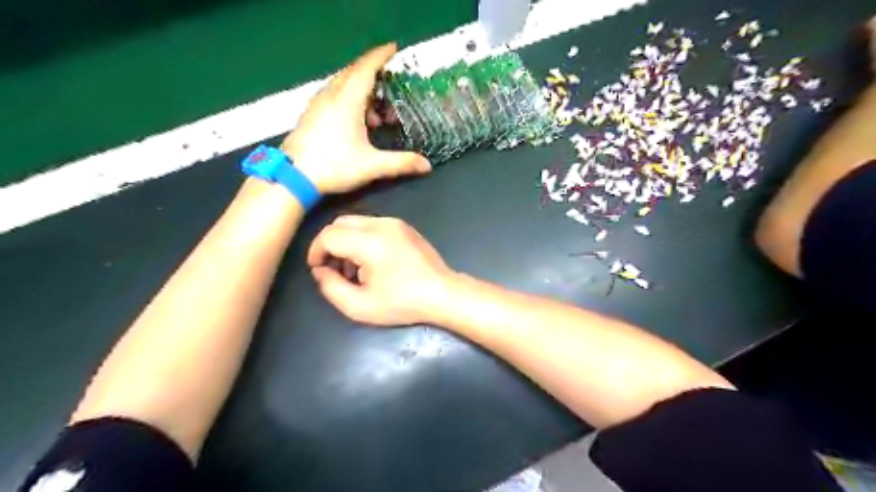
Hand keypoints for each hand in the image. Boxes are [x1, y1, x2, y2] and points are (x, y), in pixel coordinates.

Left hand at [280, 43, 429, 192]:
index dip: (381, 56)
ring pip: (343, 84)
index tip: (394, 48)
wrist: (293, 176)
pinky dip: (350, 99)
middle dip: (374, 75)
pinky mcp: (311, 113)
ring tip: (377, 116)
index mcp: (347, 100)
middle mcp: (331, 95)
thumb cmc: (333, 166)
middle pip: (354, 72)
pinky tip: (357, 122)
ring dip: (363, 91)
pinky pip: (334, 94)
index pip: (366, 68)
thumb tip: (427, 166)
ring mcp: (318, 103)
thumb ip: (401, 163)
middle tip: (391, 89)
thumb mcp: (371, 166)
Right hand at [307, 216, 454, 325]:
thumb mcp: (360, 306)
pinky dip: (362, 238)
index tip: (318, 270)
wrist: (442, 293)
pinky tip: (371, 261)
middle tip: (334, 269)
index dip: (316, 252)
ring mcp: (395, 223)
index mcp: (369, 241)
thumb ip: (331, 287)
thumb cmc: (403, 303)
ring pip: (356, 222)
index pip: (328, 235)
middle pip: (340, 223)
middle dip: (329, 244)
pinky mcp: (404, 226)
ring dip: (346, 241)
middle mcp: (381, 224)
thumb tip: (320, 270)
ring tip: (354, 269)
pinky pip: (372, 225)